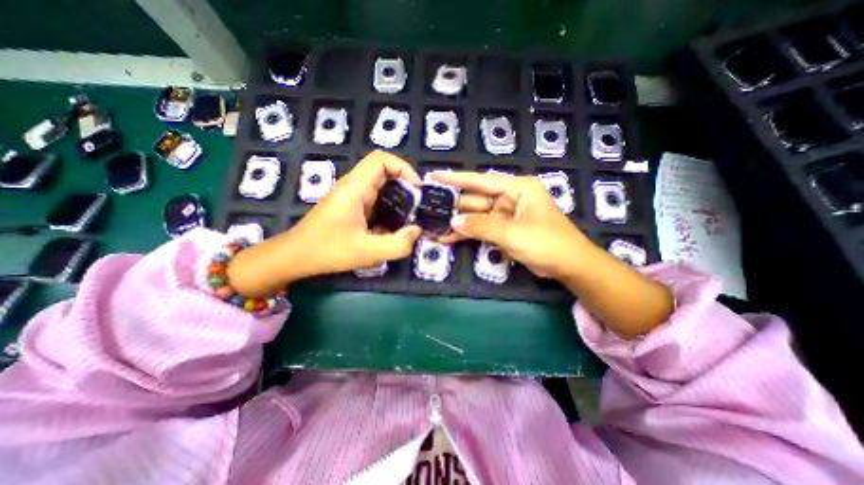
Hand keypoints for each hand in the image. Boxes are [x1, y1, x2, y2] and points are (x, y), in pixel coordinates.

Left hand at [226, 151, 422, 297]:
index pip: (381, 160)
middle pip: (384, 172)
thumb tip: (417, 230)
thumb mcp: (367, 252)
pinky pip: (375, 201)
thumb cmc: (327, 251)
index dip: (403, 168)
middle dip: (405, 187)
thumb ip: (397, 244)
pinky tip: (393, 228)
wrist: (295, 257)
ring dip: (398, 200)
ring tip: (410, 218)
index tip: (417, 189)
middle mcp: (353, 186)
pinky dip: (388, 210)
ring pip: (381, 187)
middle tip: (418, 207)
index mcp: (355, 188)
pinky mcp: (351, 207)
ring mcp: (351, 196)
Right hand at [432, 170, 593, 277]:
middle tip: (429, 210)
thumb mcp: (512, 233)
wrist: (568, 265)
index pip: (481, 180)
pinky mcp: (504, 230)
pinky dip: (468, 234)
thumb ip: (481, 226)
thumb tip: (453, 222)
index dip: (456, 179)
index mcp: (516, 188)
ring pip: (476, 216)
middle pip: (476, 200)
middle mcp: (509, 198)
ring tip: (435, 226)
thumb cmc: (545, 242)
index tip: (434, 176)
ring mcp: (506, 215)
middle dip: (454, 207)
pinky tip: (450, 238)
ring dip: (459, 223)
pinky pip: (482, 229)